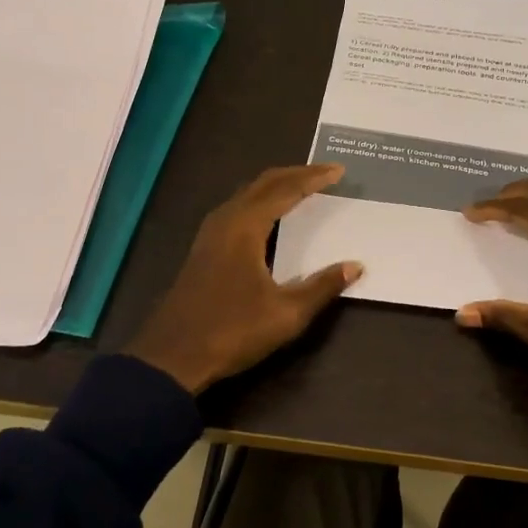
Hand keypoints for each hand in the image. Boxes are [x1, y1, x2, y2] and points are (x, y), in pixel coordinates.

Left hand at [126, 164, 362, 394]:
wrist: (172, 356)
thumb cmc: (232, 331)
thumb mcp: (286, 314)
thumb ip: (322, 286)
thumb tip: (355, 266)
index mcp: (245, 227)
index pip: (285, 190)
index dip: (313, 178)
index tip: (339, 170)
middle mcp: (225, 220)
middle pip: (263, 184)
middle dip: (296, 174)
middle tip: (325, 173)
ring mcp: (210, 234)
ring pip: (247, 195)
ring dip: (276, 187)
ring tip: (303, 188)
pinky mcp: (204, 249)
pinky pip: (238, 209)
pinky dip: (261, 202)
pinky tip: (270, 218)